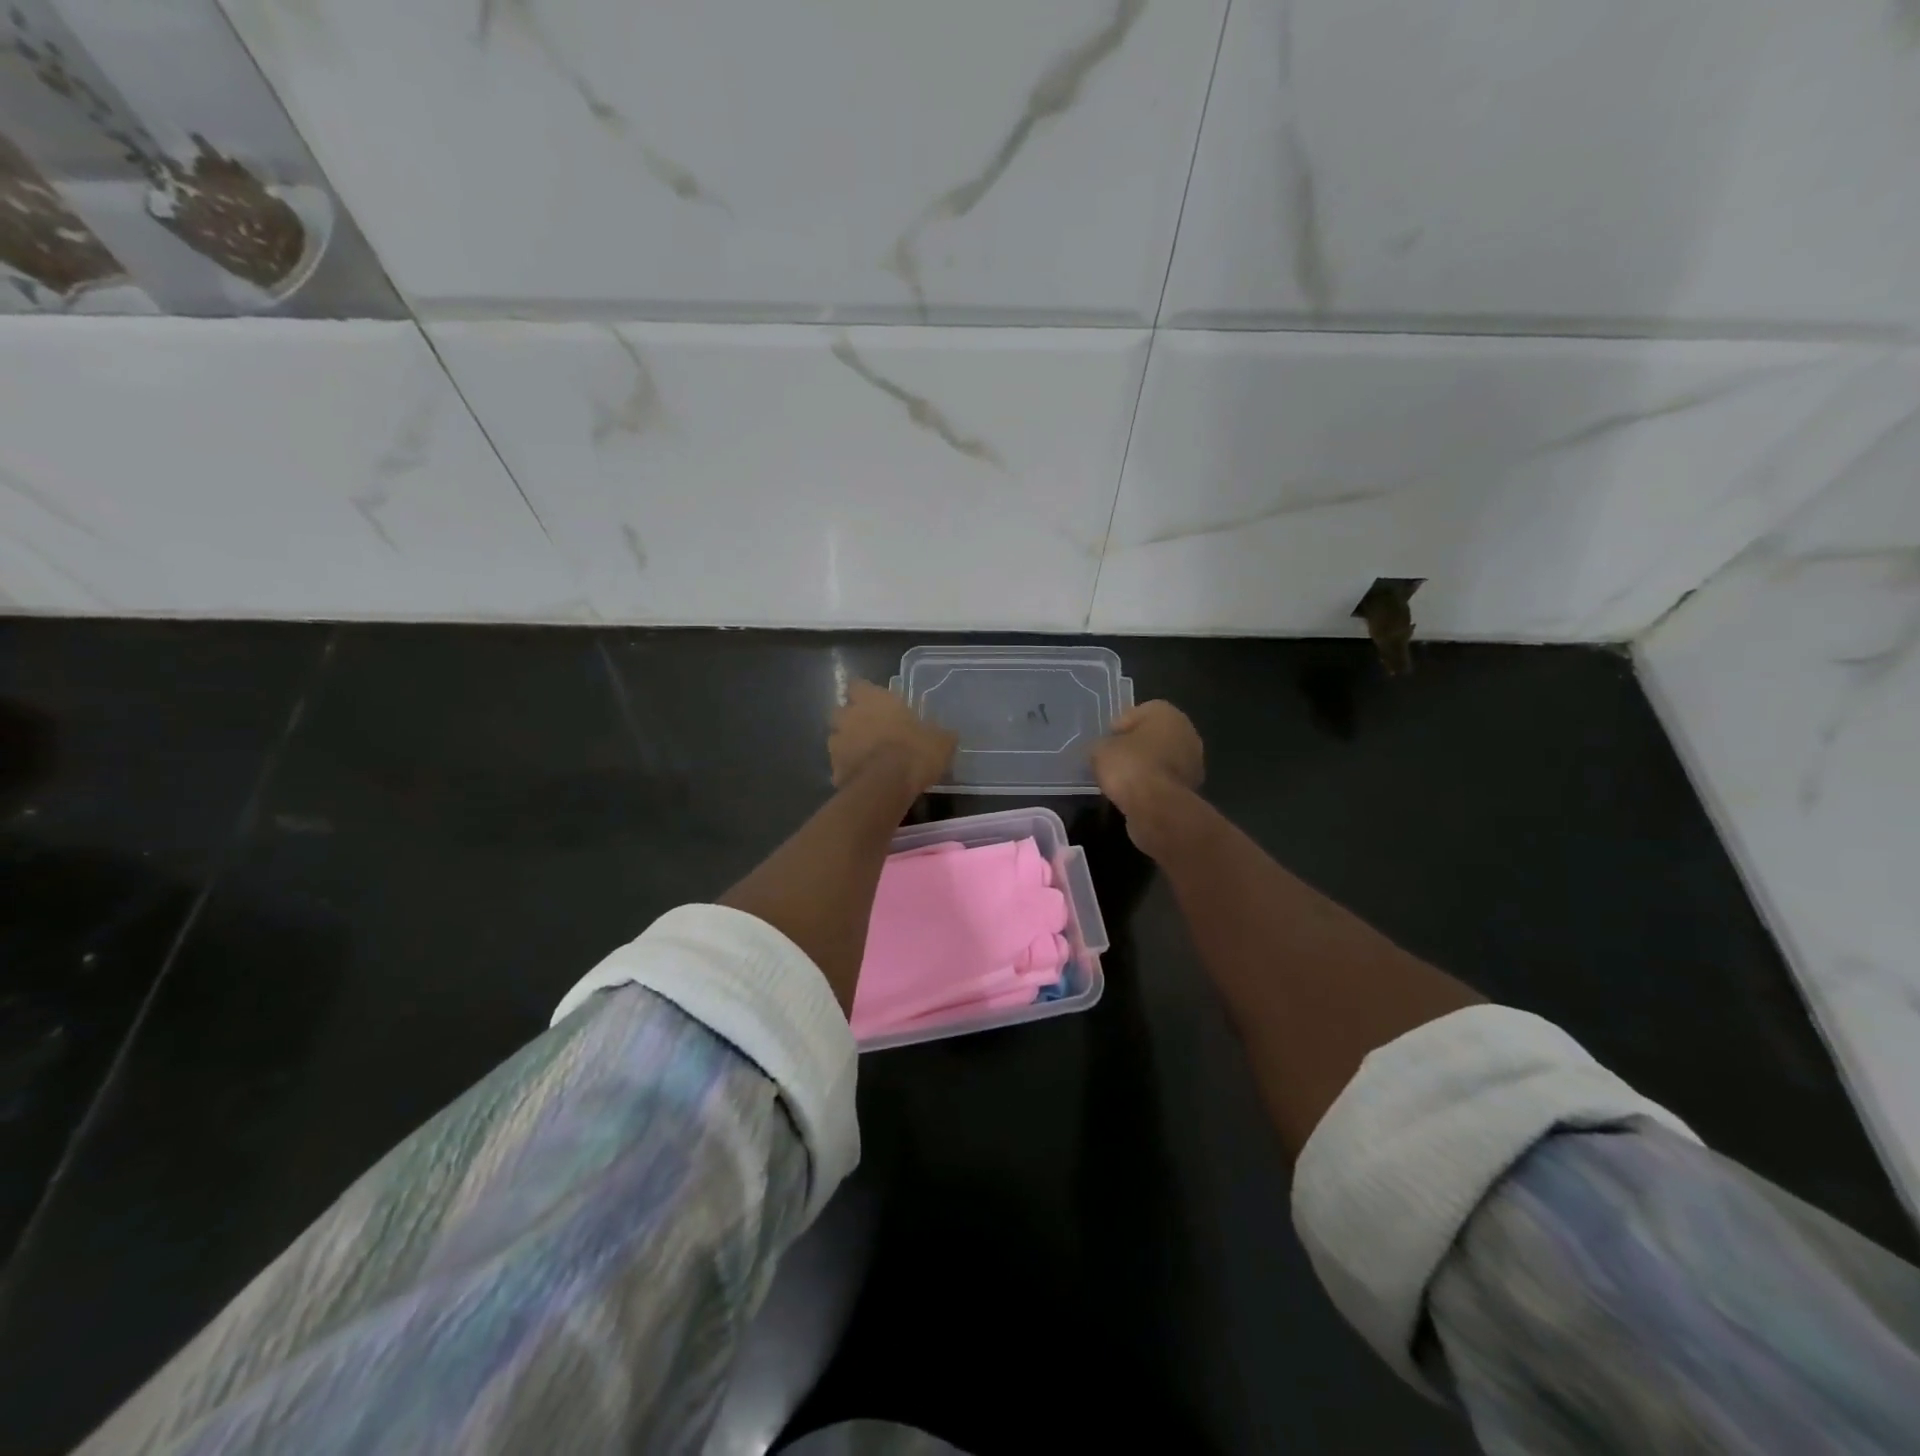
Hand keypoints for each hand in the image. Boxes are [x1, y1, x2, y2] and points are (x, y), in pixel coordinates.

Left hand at [829, 680, 956, 793]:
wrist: (888, 785)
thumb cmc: (914, 751)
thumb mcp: (940, 741)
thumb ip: (939, 735)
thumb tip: (948, 736)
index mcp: (873, 699)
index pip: (858, 685)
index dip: (865, 694)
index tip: (876, 703)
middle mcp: (849, 716)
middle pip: (842, 711)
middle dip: (851, 719)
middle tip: (870, 730)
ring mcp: (837, 743)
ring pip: (836, 738)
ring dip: (847, 745)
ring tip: (866, 756)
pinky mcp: (833, 769)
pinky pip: (840, 766)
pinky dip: (848, 770)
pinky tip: (863, 779)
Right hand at [1091, 700, 1203, 821]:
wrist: (1156, 807)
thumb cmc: (1129, 765)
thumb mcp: (1100, 750)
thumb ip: (1103, 745)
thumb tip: (1105, 751)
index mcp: (1167, 714)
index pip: (1138, 713)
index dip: (1119, 727)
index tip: (1105, 741)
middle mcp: (1187, 733)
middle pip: (1154, 736)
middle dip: (1135, 747)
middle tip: (1113, 759)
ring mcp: (1194, 763)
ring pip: (1162, 759)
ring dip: (1145, 767)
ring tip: (1121, 780)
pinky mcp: (1192, 789)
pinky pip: (1165, 781)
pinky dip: (1152, 786)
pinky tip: (1134, 794)